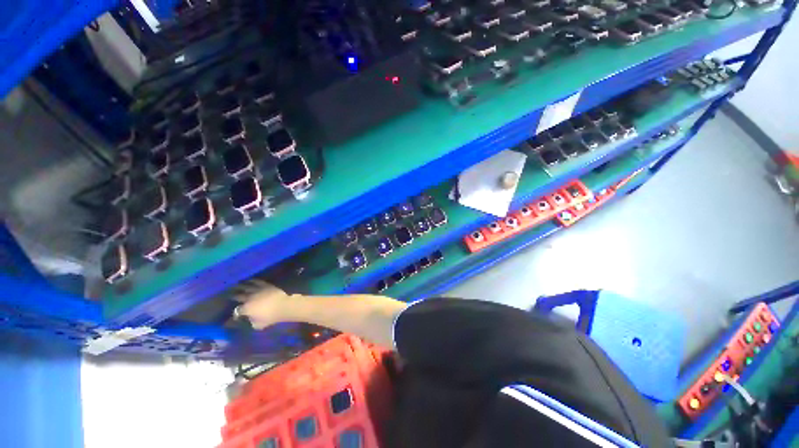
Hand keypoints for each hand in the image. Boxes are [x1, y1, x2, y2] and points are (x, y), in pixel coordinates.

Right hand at [234, 280, 291, 329]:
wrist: (284, 305)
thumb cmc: (271, 317)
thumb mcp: (259, 325)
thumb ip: (251, 322)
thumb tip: (249, 319)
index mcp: (246, 308)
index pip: (236, 311)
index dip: (235, 313)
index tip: (235, 315)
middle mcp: (249, 298)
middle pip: (238, 296)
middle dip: (233, 296)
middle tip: (229, 295)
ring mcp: (257, 290)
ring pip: (245, 287)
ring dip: (239, 286)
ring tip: (234, 285)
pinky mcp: (265, 285)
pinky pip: (257, 281)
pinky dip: (252, 281)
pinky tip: (249, 280)